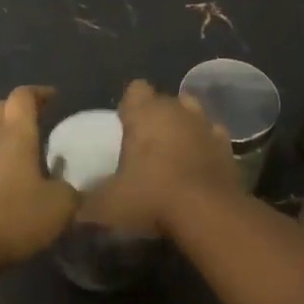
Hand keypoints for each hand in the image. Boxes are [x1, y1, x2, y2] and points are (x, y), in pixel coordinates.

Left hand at [0, 86, 77, 268]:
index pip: (22, 98)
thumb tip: (70, 189)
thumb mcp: (60, 207)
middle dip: (15, 107)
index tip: (54, 97)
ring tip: (9, 140)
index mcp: (15, 136)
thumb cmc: (15, 217)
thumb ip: (70, 192)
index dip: (38, 93)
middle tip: (33, 118)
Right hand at [80, 79, 245, 235]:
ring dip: (183, 126)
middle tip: (146, 147)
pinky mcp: (228, 147)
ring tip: (174, 153)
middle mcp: (176, 109)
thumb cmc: (151, 197)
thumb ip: (87, 200)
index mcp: (144, 112)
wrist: (208, 213)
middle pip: (165, 100)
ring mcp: (206, 125)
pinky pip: (213, 136)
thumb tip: (75, 206)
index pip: (136, 89)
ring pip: (192, 112)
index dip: (130, 106)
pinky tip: (199, 166)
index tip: (125, 127)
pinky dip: (206, 146)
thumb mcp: (106, 204)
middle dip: (157, 116)